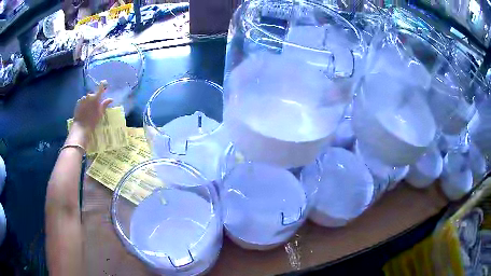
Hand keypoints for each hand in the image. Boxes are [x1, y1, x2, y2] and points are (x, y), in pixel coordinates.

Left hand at [73, 80, 112, 135]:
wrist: (81, 127)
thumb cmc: (92, 121)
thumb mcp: (100, 113)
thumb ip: (105, 104)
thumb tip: (111, 99)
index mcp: (95, 98)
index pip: (100, 87)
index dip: (103, 84)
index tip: (105, 83)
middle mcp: (89, 96)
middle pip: (93, 94)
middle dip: (94, 98)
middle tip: (95, 106)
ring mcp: (83, 99)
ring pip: (87, 98)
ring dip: (88, 101)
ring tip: (89, 110)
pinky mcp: (78, 103)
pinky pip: (82, 101)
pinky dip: (84, 104)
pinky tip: (84, 111)